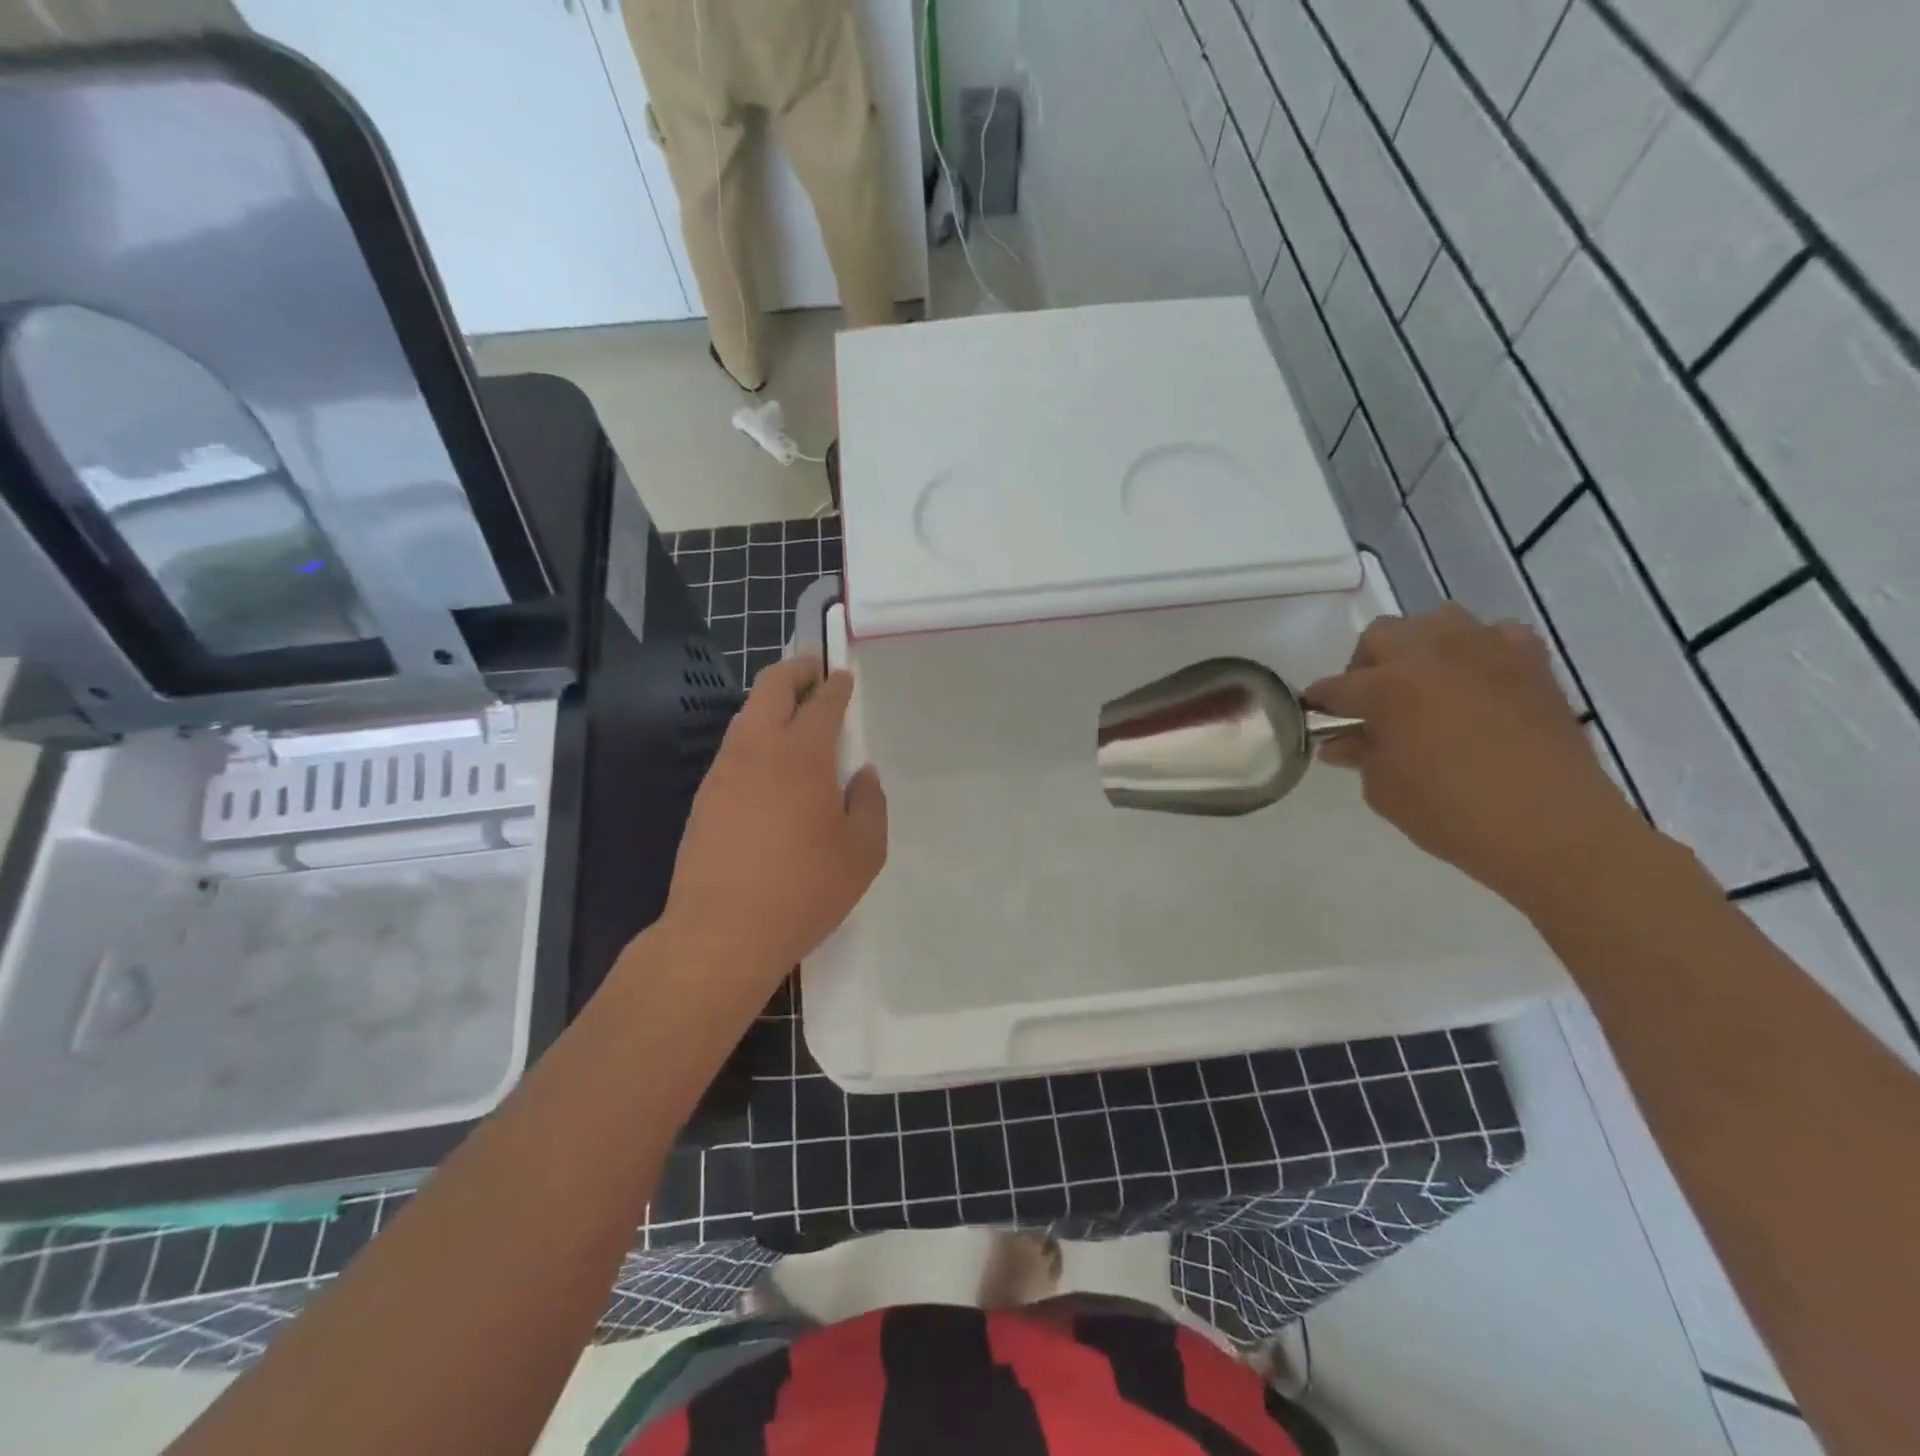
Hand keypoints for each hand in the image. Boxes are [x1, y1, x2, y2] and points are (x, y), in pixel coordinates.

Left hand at [662, 655, 886, 986]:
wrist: (721, 933)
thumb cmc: (803, 890)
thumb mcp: (863, 853)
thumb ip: (870, 804)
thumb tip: (863, 775)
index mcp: (802, 756)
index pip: (821, 702)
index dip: (835, 685)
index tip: (843, 677)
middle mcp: (758, 750)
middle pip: (771, 688)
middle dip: (795, 670)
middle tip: (814, 670)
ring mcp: (724, 771)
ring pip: (746, 715)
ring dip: (770, 701)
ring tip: (793, 711)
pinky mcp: (705, 797)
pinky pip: (734, 747)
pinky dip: (755, 734)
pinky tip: (769, 760)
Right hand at [1306, 605, 1646, 910]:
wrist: (1553, 827)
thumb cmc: (1452, 813)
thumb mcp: (1385, 790)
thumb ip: (1361, 755)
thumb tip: (1343, 742)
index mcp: (1388, 687)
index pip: (1337, 687)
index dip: (1320, 702)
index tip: (1313, 713)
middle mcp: (1432, 655)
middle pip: (1382, 635)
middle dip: (1366, 664)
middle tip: (1370, 701)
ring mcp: (1486, 652)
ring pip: (1439, 620)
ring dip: (1421, 645)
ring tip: (1424, 682)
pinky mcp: (1531, 663)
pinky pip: (1497, 635)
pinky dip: (1480, 650)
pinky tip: (1478, 681)